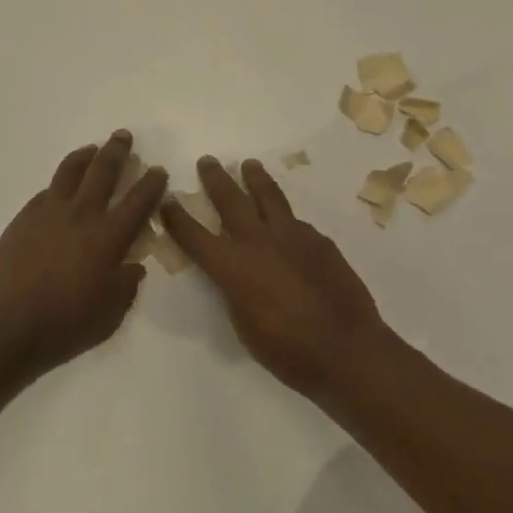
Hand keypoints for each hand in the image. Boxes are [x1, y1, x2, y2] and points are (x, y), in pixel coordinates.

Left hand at [0, 131, 168, 375]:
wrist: (5, 328)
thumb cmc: (65, 326)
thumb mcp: (110, 314)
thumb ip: (126, 285)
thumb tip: (132, 266)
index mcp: (109, 237)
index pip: (138, 200)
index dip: (152, 183)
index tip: (158, 170)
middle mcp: (81, 215)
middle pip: (103, 170)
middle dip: (117, 150)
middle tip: (123, 136)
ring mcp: (48, 213)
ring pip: (69, 171)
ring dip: (85, 156)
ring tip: (92, 150)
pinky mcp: (22, 219)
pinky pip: (45, 192)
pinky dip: (58, 185)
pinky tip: (59, 189)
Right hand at [160, 156, 395, 398]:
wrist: (345, 348)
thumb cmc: (287, 351)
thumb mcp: (244, 325)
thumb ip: (235, 291)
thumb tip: (236, 274)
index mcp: (233, 267)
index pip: (196, 236)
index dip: (178, 218)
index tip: (167, 199)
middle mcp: (259, 241)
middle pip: (231, 200)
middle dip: (216, 179)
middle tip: (207, 161)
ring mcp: (292, 236)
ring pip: (269, 196)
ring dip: (255, 178)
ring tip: (249, 164)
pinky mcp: (319, 240)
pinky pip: (295, 221)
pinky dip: (284, 216)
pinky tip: (286, 221)